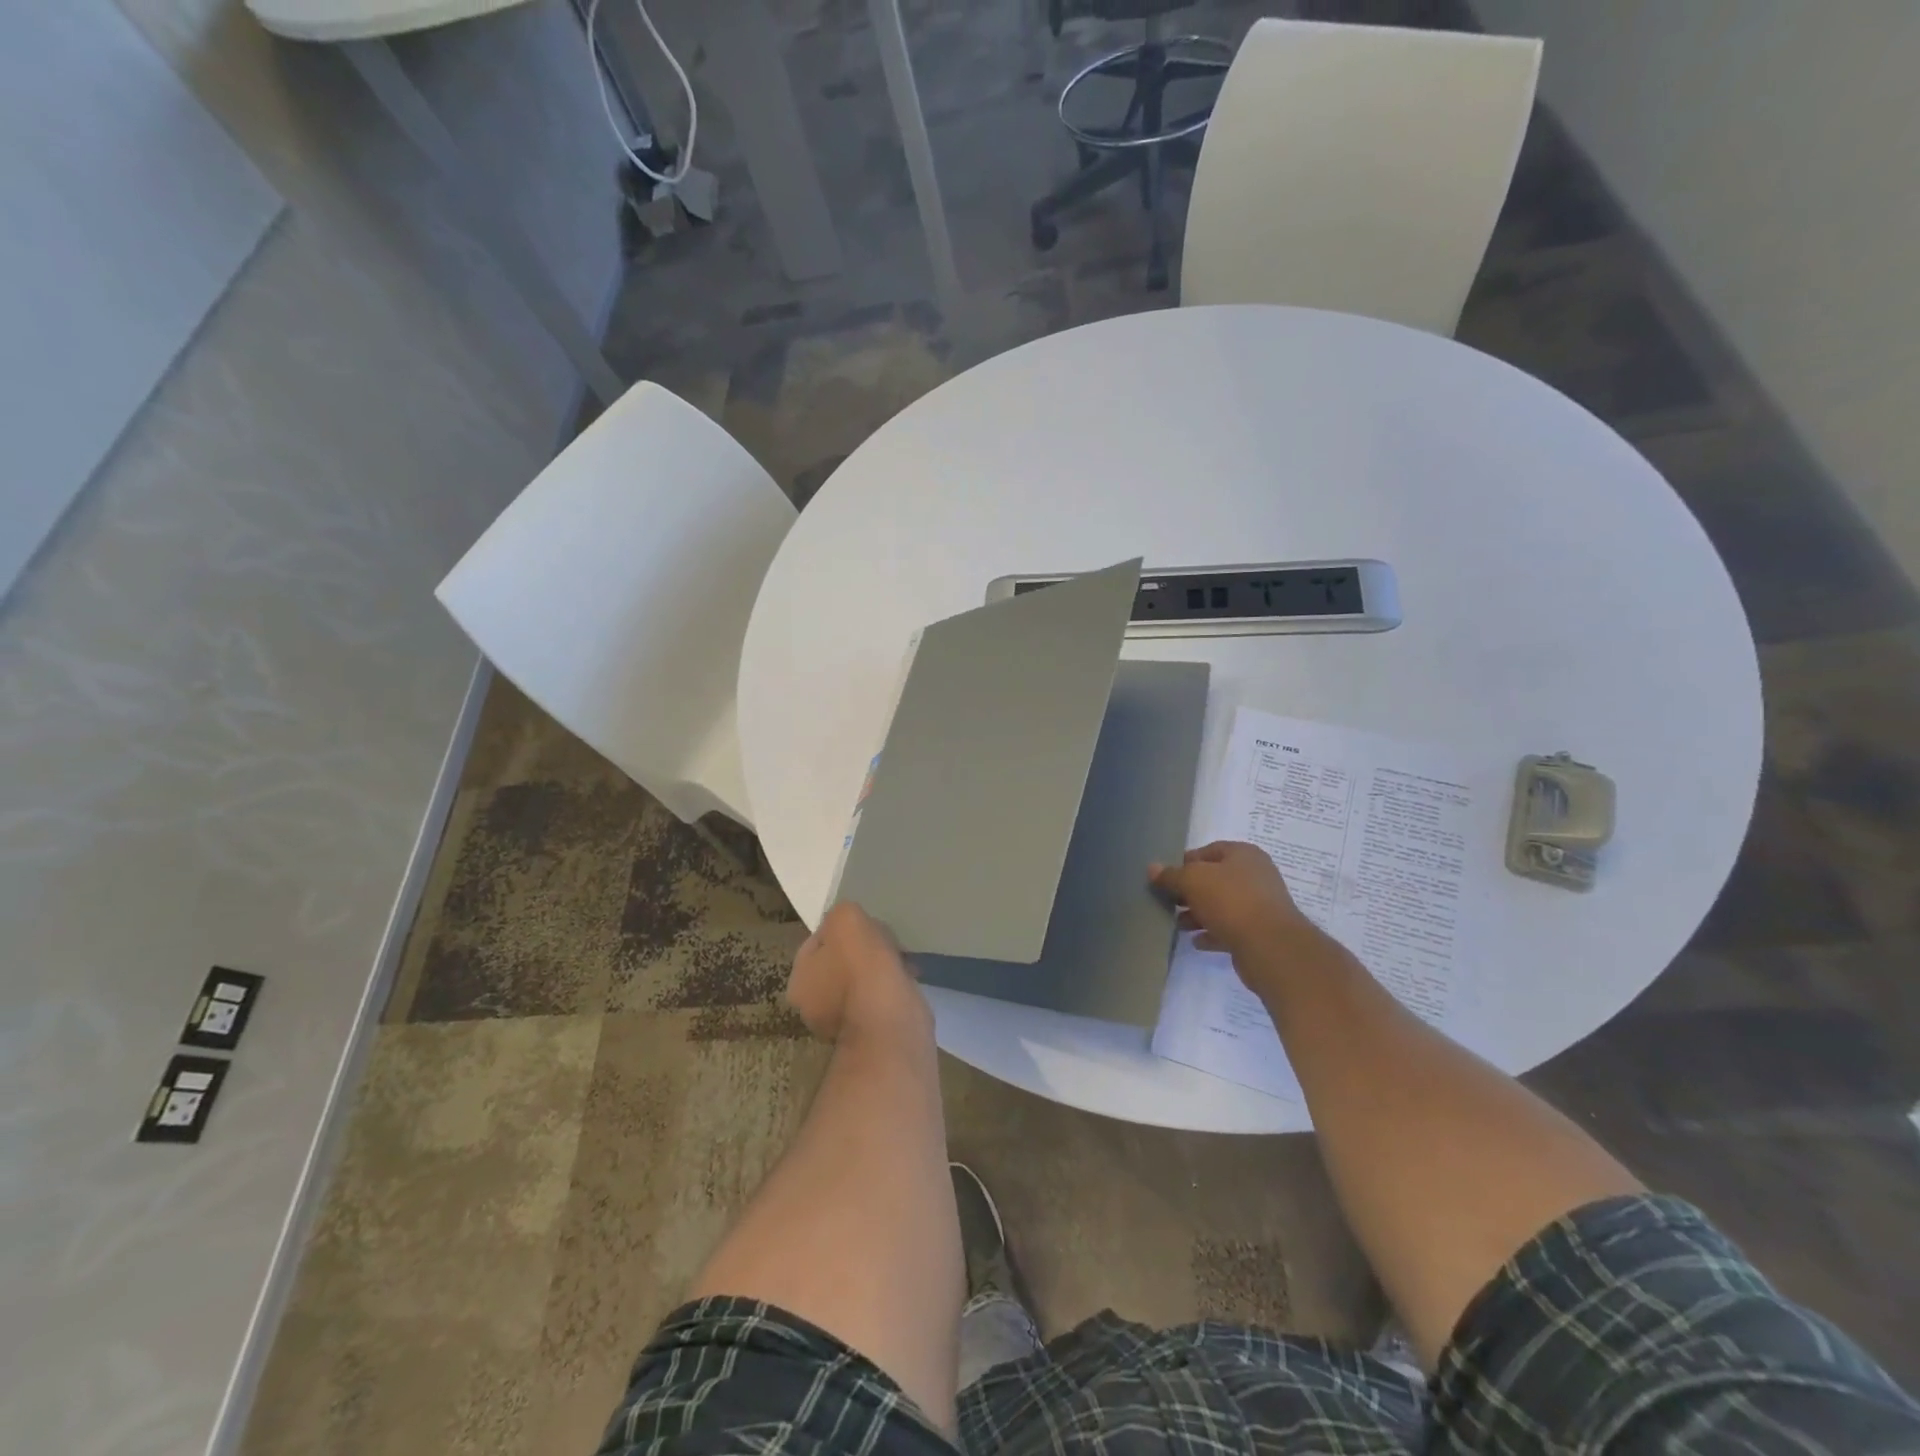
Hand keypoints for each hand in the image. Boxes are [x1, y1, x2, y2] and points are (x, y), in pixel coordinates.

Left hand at [786, 902, 930, 1044]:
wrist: (892, 1022)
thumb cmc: (862, 968)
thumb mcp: (846, 920)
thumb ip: (841, 913)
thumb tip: (846, 921)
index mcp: (799, 981)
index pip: (816, 941)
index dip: (841, 927)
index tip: (865, 923)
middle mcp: (814, 1007)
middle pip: (839, 961)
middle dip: (863, 949)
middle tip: (886, 939)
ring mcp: (843, 1024)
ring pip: (862, 981)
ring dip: (880, 968)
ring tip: (902, 956)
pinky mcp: (871, 1033)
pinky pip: (879, 999)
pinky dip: (892, 987)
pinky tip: (908, 976)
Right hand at [1149, 842, 1319, 962]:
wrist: (1270, 946)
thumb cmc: (1230, 900)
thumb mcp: (1193, 881)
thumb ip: (1171, 875)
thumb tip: (1152, 868)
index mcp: (1243, 854)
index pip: (1209, 851)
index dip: (1186, 862)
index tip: (1166, 877)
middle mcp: (1255, 876)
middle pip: (1215, 879)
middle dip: (1190, 891)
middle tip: (1168, 901)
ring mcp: (1260, 906)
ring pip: (1222, 906)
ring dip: (1199, 914)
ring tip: (1178, 924)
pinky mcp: (1260, 933)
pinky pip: (1230, 929)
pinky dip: (1212, 933)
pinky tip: (1195, 941)